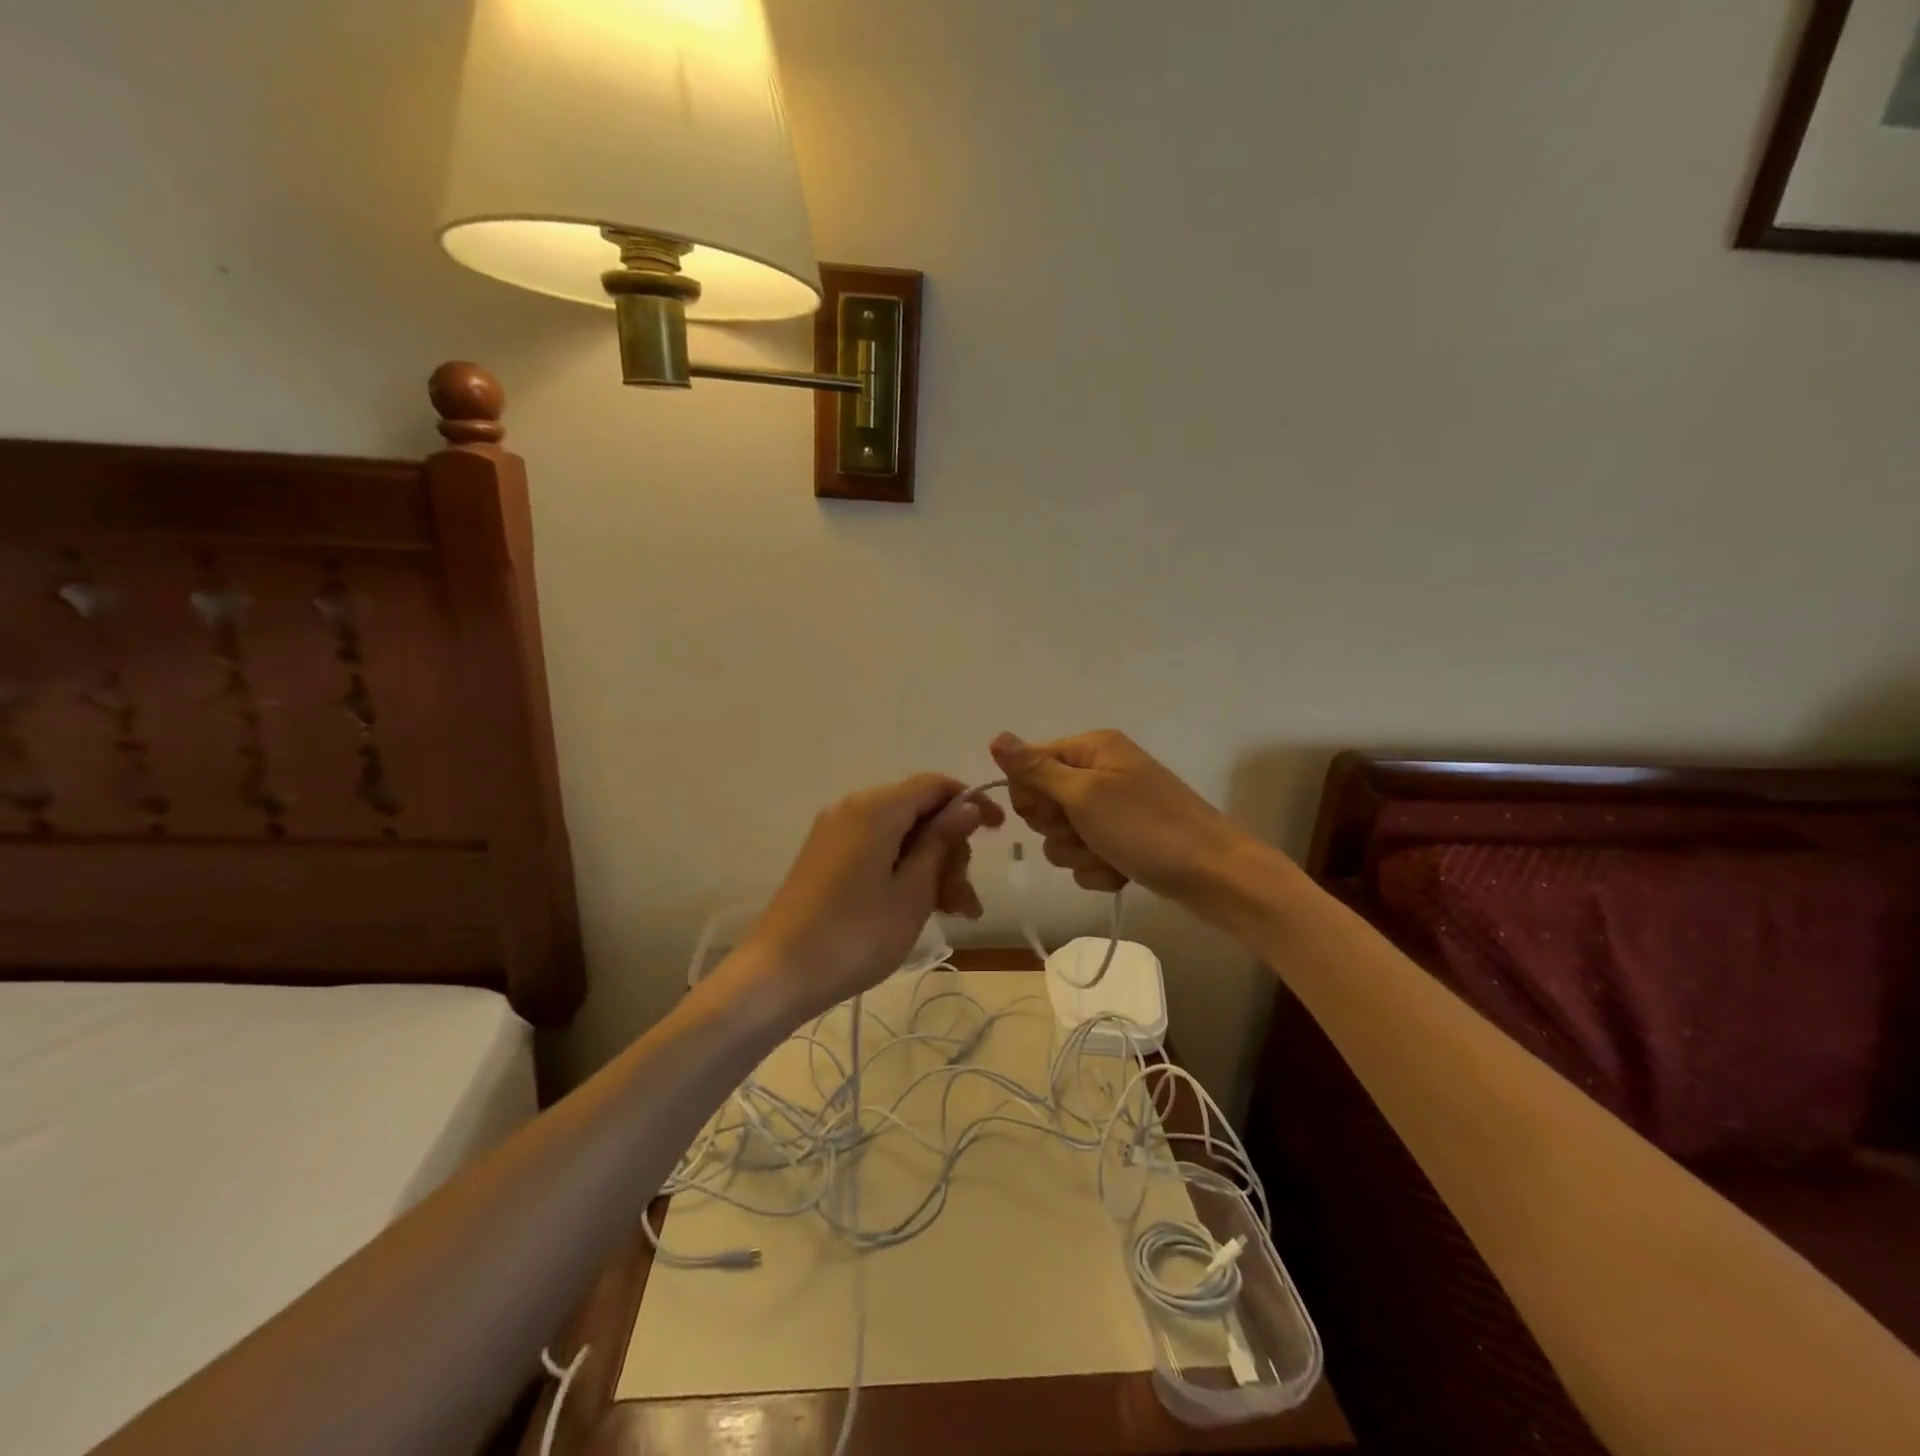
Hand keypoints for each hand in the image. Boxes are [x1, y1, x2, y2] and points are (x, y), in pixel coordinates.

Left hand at [735, 774, 1002, 1022]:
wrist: (777, 974)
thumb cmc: (855, 934)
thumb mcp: (913, 891)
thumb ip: (942, 842)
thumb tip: (968, 806)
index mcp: (877, 808)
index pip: (936, 785)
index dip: (971, 803)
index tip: (999, 832)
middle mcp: (854, 807)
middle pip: (919, 812)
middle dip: (950, 850)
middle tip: (964, 902)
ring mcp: (835, 832)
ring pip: (900, 835)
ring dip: (930, 867)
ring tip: (951, 914)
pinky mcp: (825, 856)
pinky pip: (876, 849)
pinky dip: (902, 871)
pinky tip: (918, 907)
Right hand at [988, 730, 1251, 903]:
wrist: (1213, 875)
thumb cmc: (1147, 828)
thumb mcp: (1085, 795)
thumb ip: (1036, 770)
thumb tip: (995, 737)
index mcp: (1092, 750)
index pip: (1030, 764)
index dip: (1031, 794)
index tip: (1053, 813)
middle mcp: (1100, 772)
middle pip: (1044, 802)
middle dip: (1058, 828)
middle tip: (1085, 833)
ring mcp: (1112, 809)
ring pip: (1062, 836)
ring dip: (1079, 854)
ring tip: (1110, 857)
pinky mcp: (1122, 841)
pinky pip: (1086, 857)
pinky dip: (1098, 869)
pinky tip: (1121, 872)